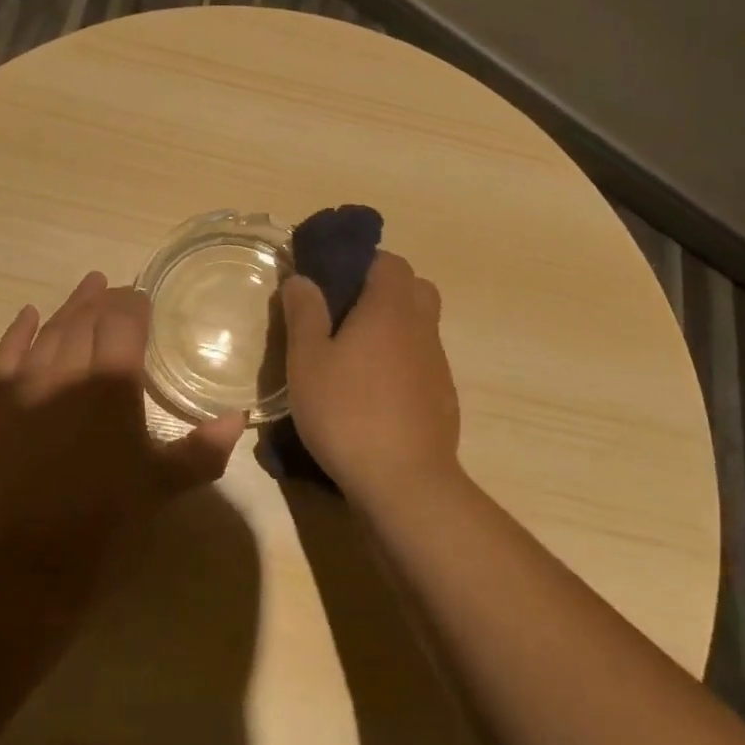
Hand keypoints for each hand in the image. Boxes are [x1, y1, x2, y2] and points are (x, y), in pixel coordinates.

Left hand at [0, 272, 246, 578]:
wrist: (30, 559)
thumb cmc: (107, 519)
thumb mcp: (164, 484)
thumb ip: (204, 448)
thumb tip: (239, 417)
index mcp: (112, 383)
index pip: (124, 321)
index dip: (134, 303)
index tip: (143, 297)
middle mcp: (68, 369)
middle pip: (87, 318)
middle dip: (103, 300)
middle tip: (114, 288)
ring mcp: (27, 383)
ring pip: (50, 330)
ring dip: (69, 307)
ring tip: (86, 288)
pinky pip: (6, 354)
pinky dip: (18, 331)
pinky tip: (29, 315)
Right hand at [279, 251, 460, 504]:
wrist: (404, 483)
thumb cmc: (347, 412)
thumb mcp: (307, 360)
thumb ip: (304, 313)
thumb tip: (302, 278)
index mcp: (390, 308)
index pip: (389, 261)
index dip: (361, 262)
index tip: (332, 279)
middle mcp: (421, 327)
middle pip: (413, 288)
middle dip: (382, 290)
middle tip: (344, 313)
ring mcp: (437, 363)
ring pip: (419, 325)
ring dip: (392, 327)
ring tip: (353, 355)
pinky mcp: (443, 397)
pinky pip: (421, 360)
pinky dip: (401, 361)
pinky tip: (373, 392)